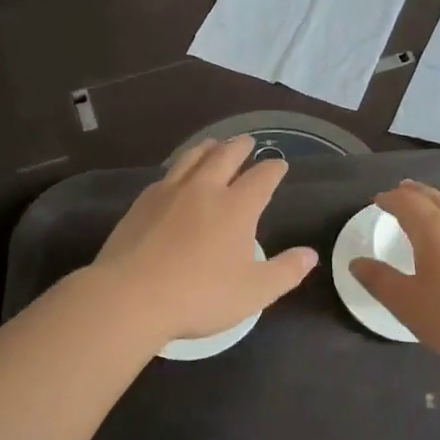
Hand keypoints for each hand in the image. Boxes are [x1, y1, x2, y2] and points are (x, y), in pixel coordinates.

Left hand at [94, 136, 317, 347]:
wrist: (130, 296)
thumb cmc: (199, 295)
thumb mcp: (254, 292)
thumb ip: (286, 271)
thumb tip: (310, 254)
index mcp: (236, 207)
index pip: (262, 177)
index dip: (274, 169)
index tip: (280, 165)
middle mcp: (205, 189)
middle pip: (226, 156)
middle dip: (241, 147)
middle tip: (248, 142)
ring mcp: (170, 192)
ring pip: (193, 157)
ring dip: (209, 148)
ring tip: (215, 144)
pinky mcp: (142, 203)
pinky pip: (167, 174)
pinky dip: (180, 167)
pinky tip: (177, 176)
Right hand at [349, 179, 439, 366]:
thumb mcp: (409, 304)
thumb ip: (380, 281)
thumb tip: (356, 262)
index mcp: (434, 228)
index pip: (407, 203)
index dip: (390, 199)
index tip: (378, 200)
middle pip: (434, 197)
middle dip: (414, 193)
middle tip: (401, 191)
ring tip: (432, 206)